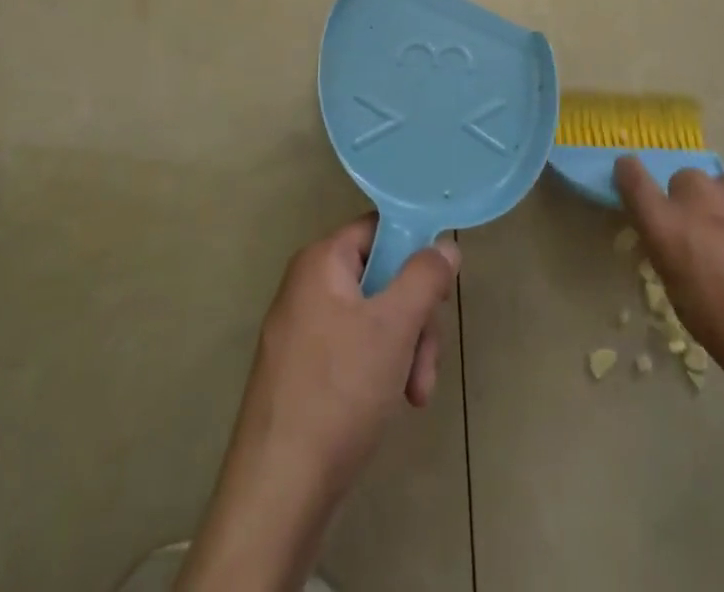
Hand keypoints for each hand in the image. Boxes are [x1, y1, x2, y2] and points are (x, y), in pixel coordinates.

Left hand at [237, 216, 460, 492]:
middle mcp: (307, 287)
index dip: (414, 251)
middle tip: (426, 359)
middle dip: (414, 318)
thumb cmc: (339, 392)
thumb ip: (425, 277)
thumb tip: (445, 246)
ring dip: (404, 351)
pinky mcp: (303, 372)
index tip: (439, 289)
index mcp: (320, 262)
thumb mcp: (394, 326)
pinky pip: (354, 350)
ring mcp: (302, 332)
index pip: (379, 229)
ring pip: (373, 319)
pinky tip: (393, 404)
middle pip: (381, 277)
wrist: (278, 494)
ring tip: (415, 394)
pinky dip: (380, 370)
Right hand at [614, 158, 723, 435]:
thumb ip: (673, 259)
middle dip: (696, 207)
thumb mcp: (692, 312)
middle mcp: (703, 196)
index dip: (632, 177)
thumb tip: (672, 237)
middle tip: (721, 244)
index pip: (631, 177)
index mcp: (672, 230)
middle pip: (687, 183)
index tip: (635, 182)